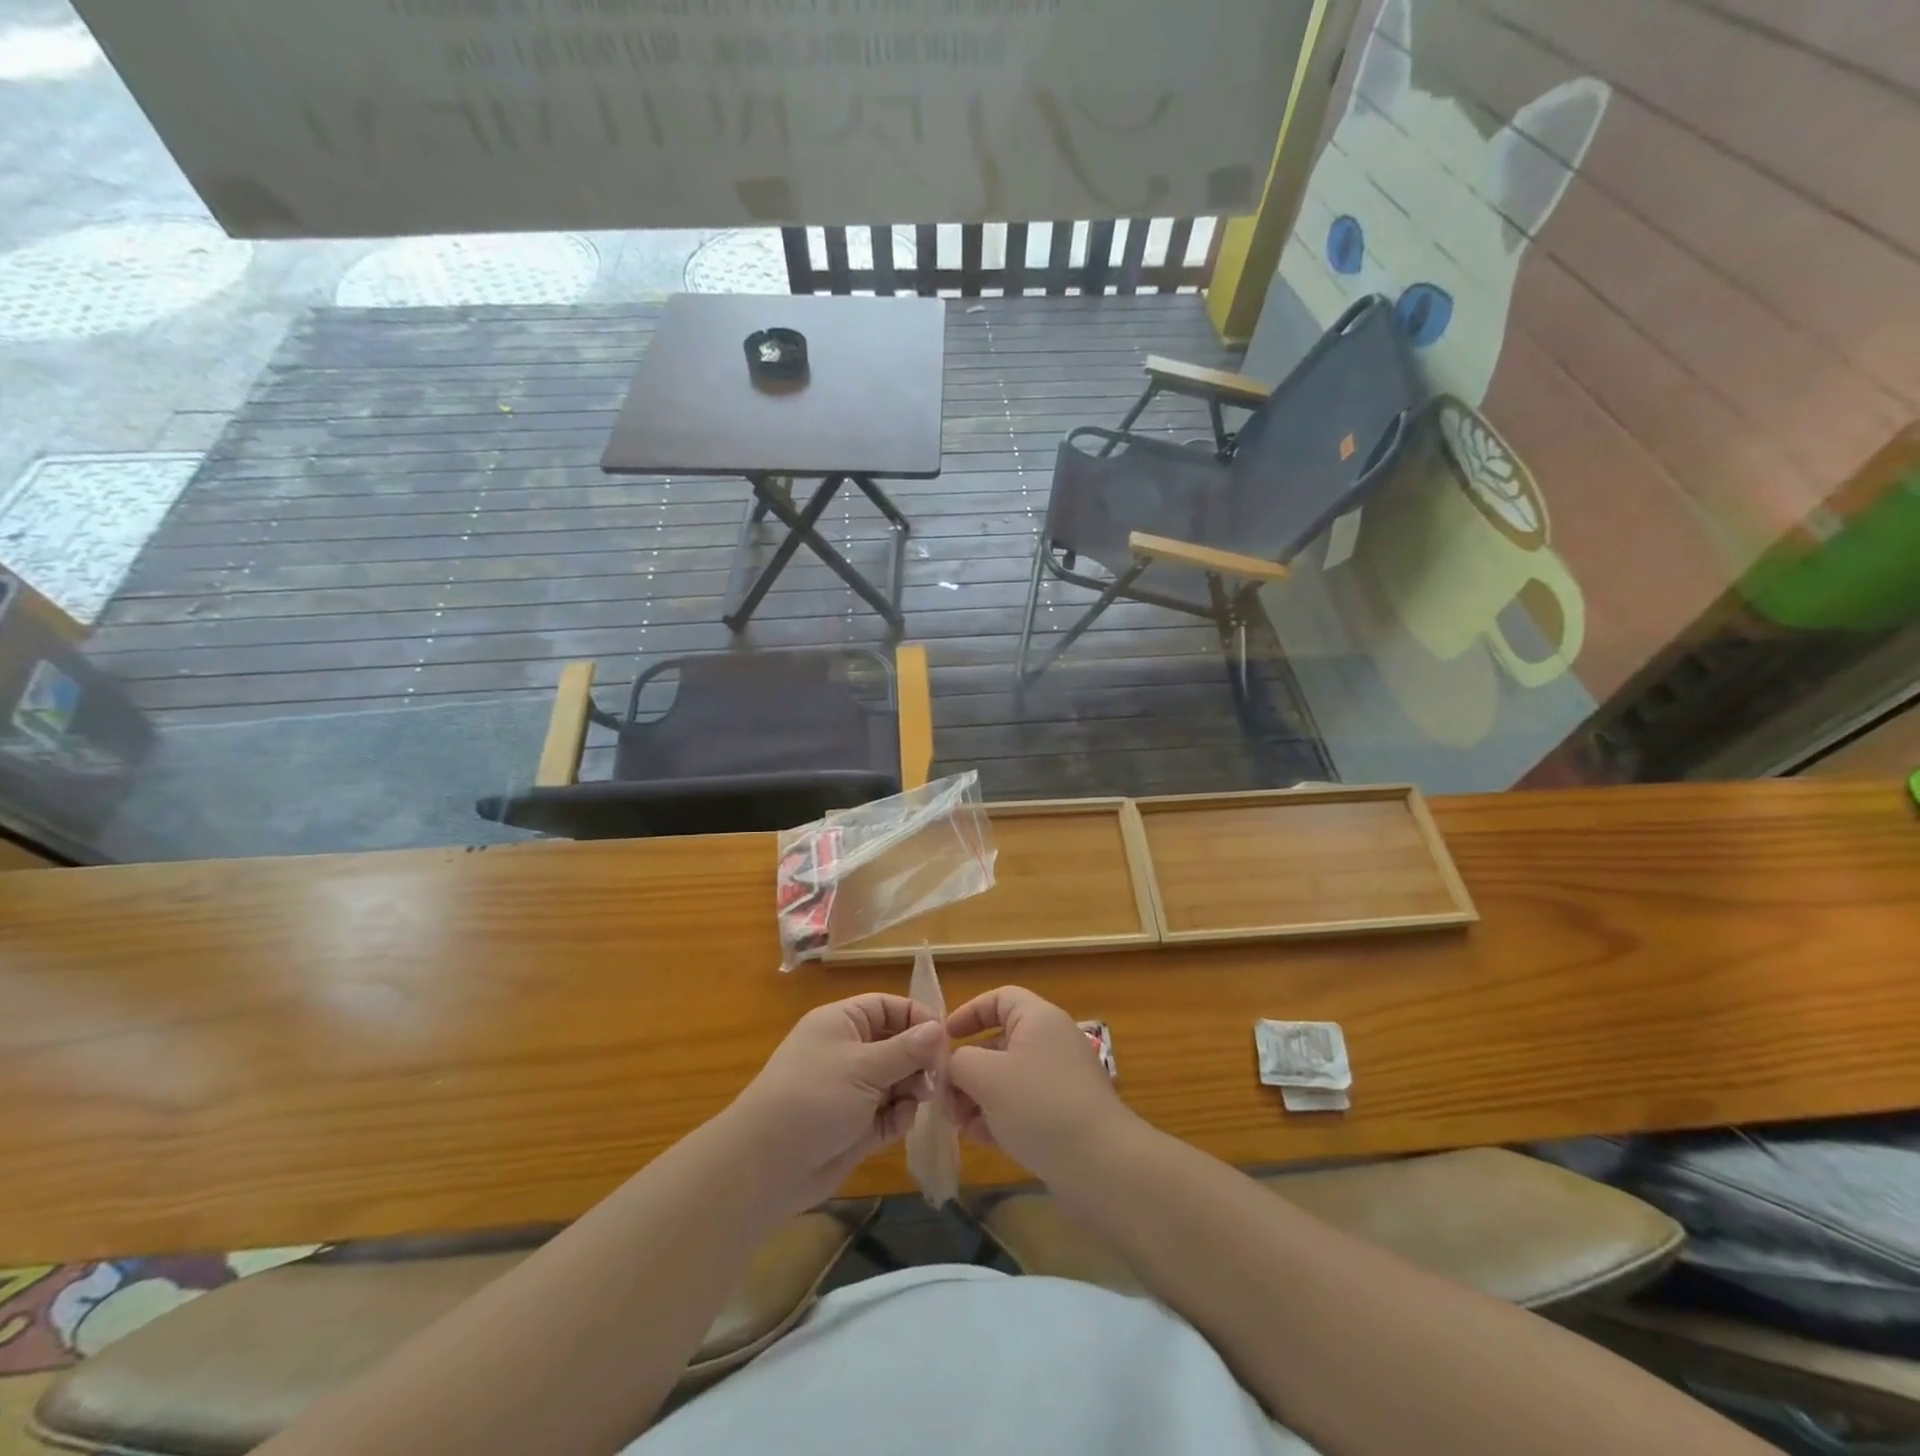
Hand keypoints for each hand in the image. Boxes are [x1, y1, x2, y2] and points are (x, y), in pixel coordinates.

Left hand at [727, 994, 945, 1213]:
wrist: (766, 1166)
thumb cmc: (814, 1098)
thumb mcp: (863, 1067)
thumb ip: (906, 1049)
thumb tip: (939, 1028)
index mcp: (843, 1023)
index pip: (888, 1007)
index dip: (917, 1017)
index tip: (944, 1038)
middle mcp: (848, 1051)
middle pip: (897, 1043)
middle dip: (919, 1058)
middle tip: (937, 1077)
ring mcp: (852, 1089)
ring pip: (897, 1080)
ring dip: (913, 1089)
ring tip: (920, 1101)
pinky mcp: (856, 1125)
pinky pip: (889, 1113)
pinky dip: (899, 1116)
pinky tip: (900, 1123)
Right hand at [944, 986, 1133, 1182]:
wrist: (1101, 1165)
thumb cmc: (1039, 1105)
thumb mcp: (986, 1076)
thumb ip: (958, 1062)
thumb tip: (953, 1066)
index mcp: (1038, 1018)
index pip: (999, 998)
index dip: (968, 1013)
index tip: (942, 1040)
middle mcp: (1051, 1041)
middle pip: (999, 1041)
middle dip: (967, 1067)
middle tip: (942, 1095)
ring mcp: (1060, 1079)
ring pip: (1008, 1078)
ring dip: (978, 1096)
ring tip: (957, 1122)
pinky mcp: (1065, 1114)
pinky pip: (1023, 1105)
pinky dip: (1000, 1115)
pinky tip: (981, 1138)